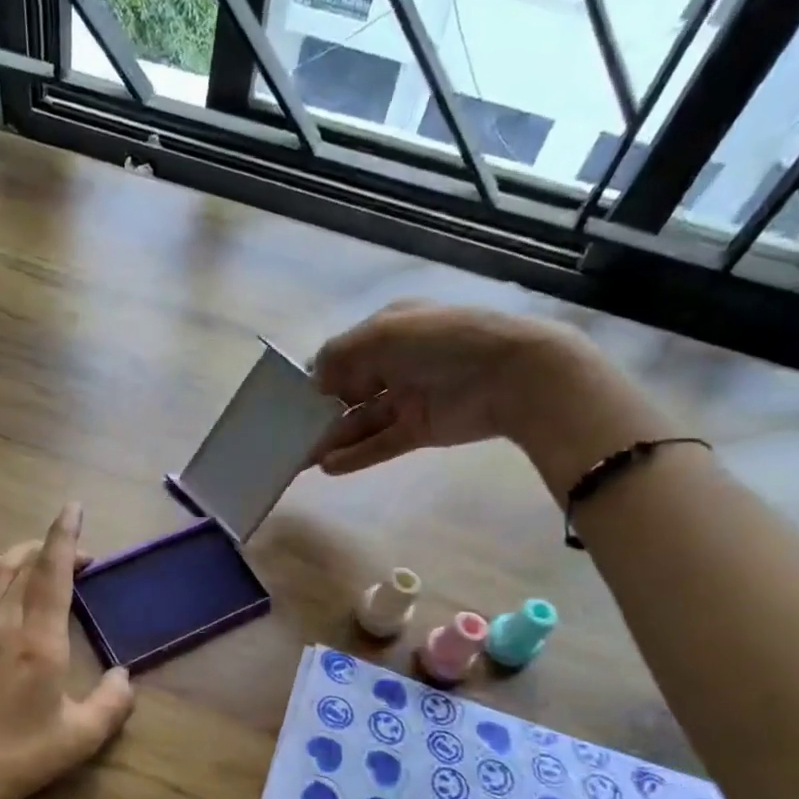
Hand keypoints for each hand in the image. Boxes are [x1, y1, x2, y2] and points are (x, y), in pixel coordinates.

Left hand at [0, 503, 134, 798]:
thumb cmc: (17, 757)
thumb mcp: (79, 738)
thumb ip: (112, 703)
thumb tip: (124, 676)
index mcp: (38, 639)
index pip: (53, 571)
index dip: (66, 535)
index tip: (74, 507)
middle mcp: (3, 622)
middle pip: (21, 561)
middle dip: (49, 544)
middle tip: (78, 554)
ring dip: (21, 555)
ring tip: (42, 563)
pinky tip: (6, 591)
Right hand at [309, 300, 591, 473]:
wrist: (512, 374)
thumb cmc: (444, 342)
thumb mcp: (385, 333)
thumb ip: (340, 354)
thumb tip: (311, 379)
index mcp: (389, 332)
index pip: (342, 356)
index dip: (316, 377)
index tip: (287, 400)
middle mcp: (395, 364)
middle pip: (347, 392)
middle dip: (317, 413)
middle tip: (286, 435)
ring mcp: (408, 399)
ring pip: (360, 422)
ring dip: (331, 439)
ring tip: (300, 459)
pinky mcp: (419, 430)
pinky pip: (380, 444)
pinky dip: (355, 455)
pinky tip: (328, 466)